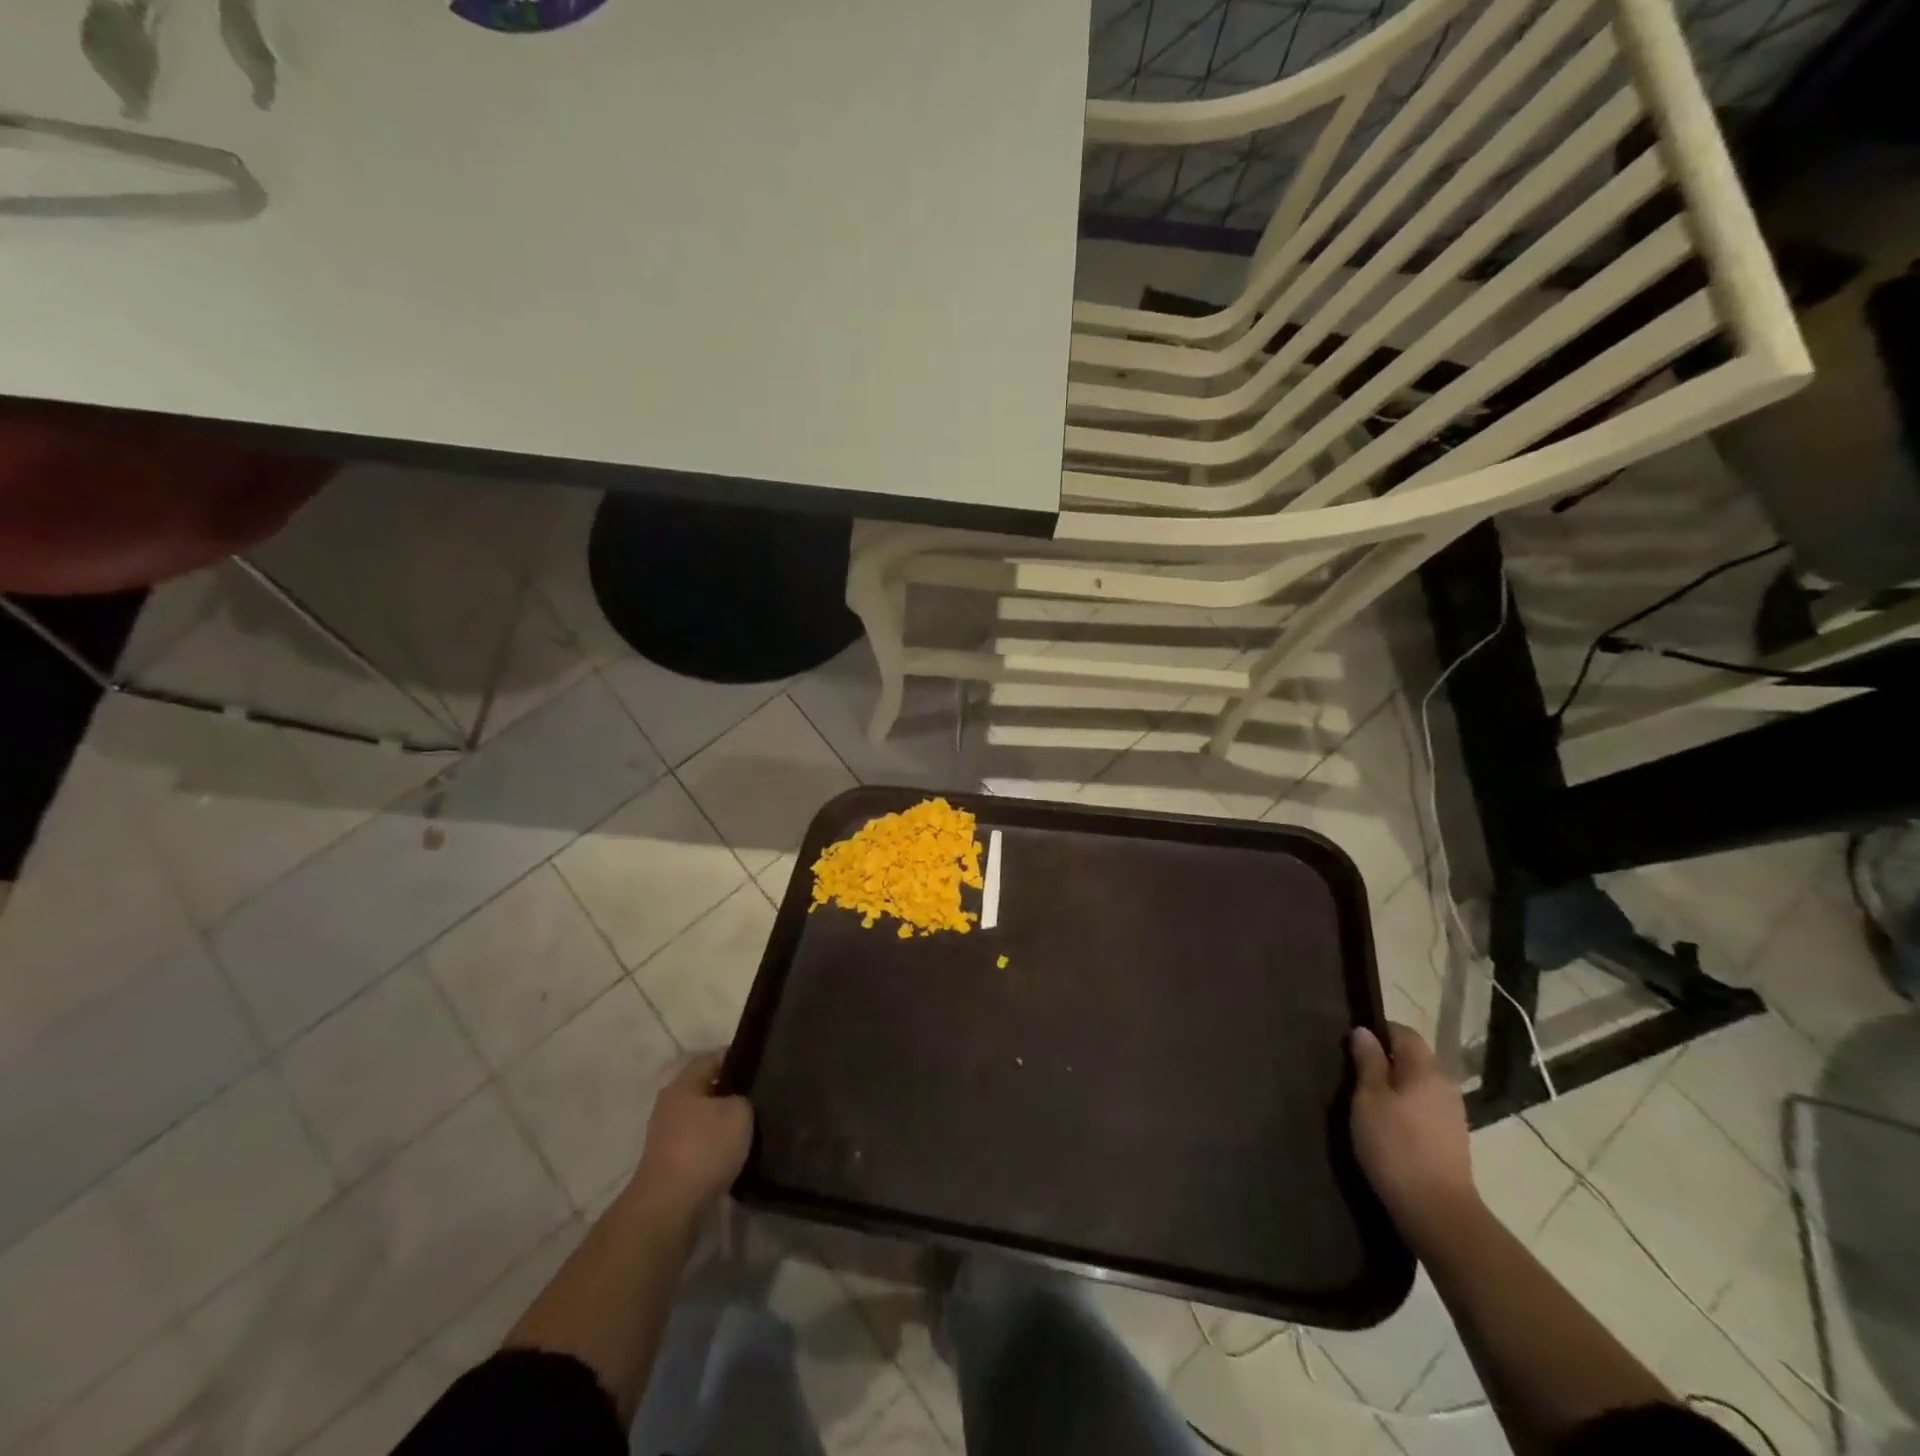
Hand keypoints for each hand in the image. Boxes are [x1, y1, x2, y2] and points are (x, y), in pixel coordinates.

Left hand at [628, 1051, 753, 1222]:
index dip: (737, 1057)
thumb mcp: (739, 1113)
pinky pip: (698, 1147)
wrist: (668, 1208)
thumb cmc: (704, 1148)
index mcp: (682, 1084)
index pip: (712, 1058)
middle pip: (705, 1090)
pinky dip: (714, 1149)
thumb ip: (743, 1099)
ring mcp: (665, 1138)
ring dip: (722, 1124)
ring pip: (702, 1120)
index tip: (760, 1064)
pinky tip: (735, 1155)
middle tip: (760, 1097)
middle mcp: (669, 1106)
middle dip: (730, 1093)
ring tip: (752, 1128)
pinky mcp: (668, 1166)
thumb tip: (740, 1103)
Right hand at [1350, 1024, 1476, 1238]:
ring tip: (1366, 1101)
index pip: (1404, 1033)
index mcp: (1426, 1070)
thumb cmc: (1395, 1146)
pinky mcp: (1452, 1141)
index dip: (1378, 1031)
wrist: (1436, 1211)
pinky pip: (1424, 1109)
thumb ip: (1368, 1062)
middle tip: (1353, 1073)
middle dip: (1385, 1060)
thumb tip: (1364, 1032)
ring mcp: (1452, 1115)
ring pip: (1418, 1086)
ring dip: (1394, 1087)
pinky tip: (1387, 1126)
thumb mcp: (1368, 1099)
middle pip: (1413, 1059)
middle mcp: (1445, 1086)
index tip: (1352, 1043)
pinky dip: (1405, 1108)